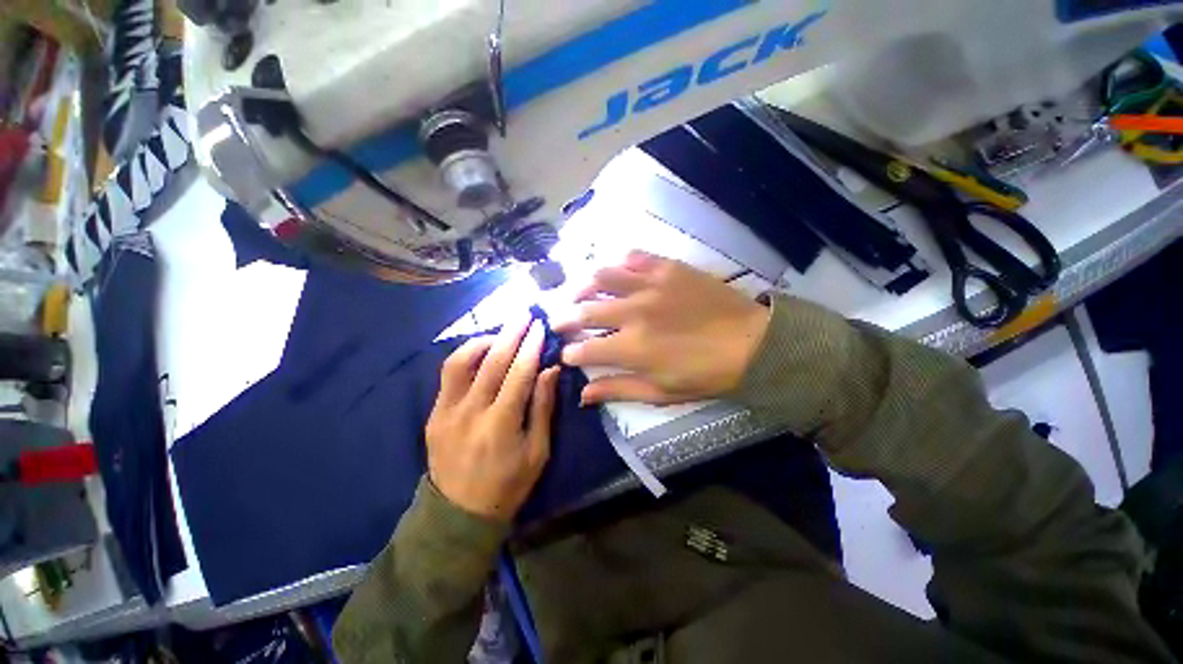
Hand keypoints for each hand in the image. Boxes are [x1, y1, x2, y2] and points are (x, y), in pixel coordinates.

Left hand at [425, 316, 559, 520]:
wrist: (460, 513)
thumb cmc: (509, 484)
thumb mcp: (538, 450)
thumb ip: (543, 407)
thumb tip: (550, 369)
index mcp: (501, 424)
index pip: (519, 373)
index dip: (531, 346)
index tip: (540, 327)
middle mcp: (470, 412)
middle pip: (492, 361)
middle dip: (511, 333)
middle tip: (524, 314)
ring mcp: (446, 411)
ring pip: (461, 361)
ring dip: (484, 340)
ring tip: (503, 332)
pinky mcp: (434, 413)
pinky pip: (449, 374)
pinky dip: (466, 355)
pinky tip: (481, 351)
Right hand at [556, 251, 770, 405]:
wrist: (750, 343)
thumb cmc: (705, 374)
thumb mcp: (660, 392)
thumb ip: (618, 390)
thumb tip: (583, 396)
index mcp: (631, 348)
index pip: (584, 350)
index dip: (569, 354)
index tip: (567, 355)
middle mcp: (632, 313)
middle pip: (584, 312)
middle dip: (564, 319)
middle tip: (559, 322)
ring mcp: (649, 285)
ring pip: (601, 277)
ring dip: (582, 287)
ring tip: (578, 293)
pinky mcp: (667, 268)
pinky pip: (633, 257)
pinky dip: (618, 264)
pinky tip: (616, 273)